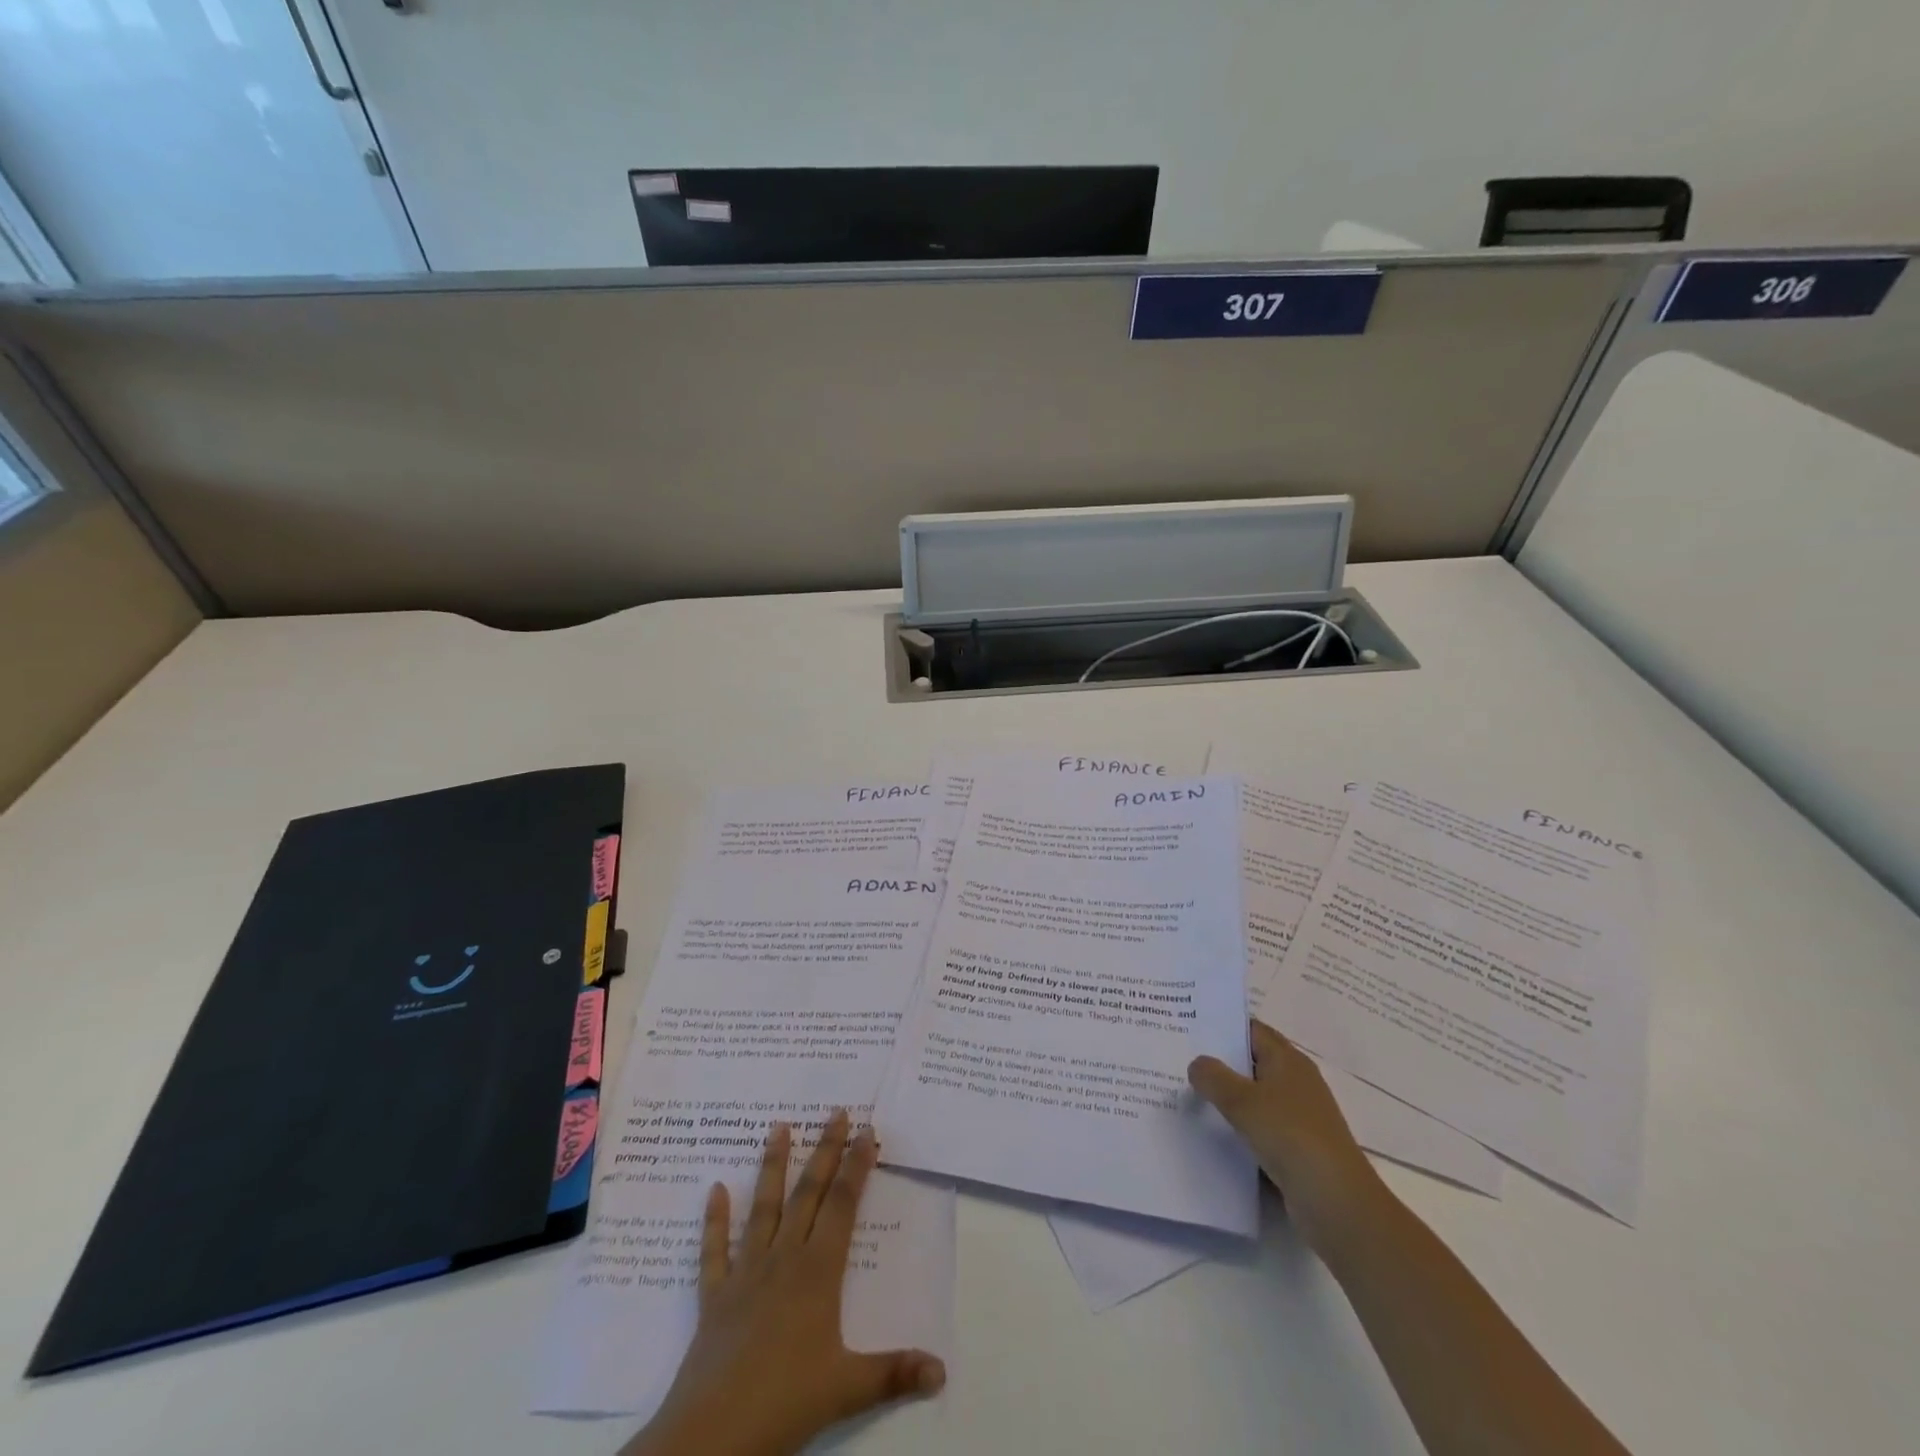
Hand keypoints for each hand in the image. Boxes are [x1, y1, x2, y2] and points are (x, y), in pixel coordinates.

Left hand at [622, 1110, 945, 1455]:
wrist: (712, 1435)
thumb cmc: (785, 1404)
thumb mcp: (848, 1389)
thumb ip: (894, 1373)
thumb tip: (942, 1369)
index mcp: (818, 1272)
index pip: (843, 1206)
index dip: (857, 1166)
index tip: (867, 1131)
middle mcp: (784, 1259)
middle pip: (808, 1194)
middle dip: (826, 1151)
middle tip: (836, 1112)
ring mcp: (745, 1274)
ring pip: (763, 1208)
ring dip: (772, 1167)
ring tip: (778, 1126)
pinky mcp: (714, 1297)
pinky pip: (714, 1251)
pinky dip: (714, 1220)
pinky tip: (714, 1189)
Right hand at [1188, 1018, 1382, 1257]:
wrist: (1337, 1204)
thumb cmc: (1291, 1137)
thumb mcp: (1243, 1101)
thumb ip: (1213, 1077)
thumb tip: (1196, 1063)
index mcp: (1288, 1060)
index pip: (1251, 1030)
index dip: (1221, 1025)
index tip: (1186, 1024)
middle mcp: (1295, 1082)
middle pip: (1250, 1062)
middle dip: (1217, 1062)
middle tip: (1177, 1058)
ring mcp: (1297, 1117)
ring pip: (1252, 1098)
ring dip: (1225, 1098)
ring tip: (1185, 1094)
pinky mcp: (1295, 1148)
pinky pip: (1258, 1128)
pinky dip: (1237, 1128)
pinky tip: (1209, 1133)